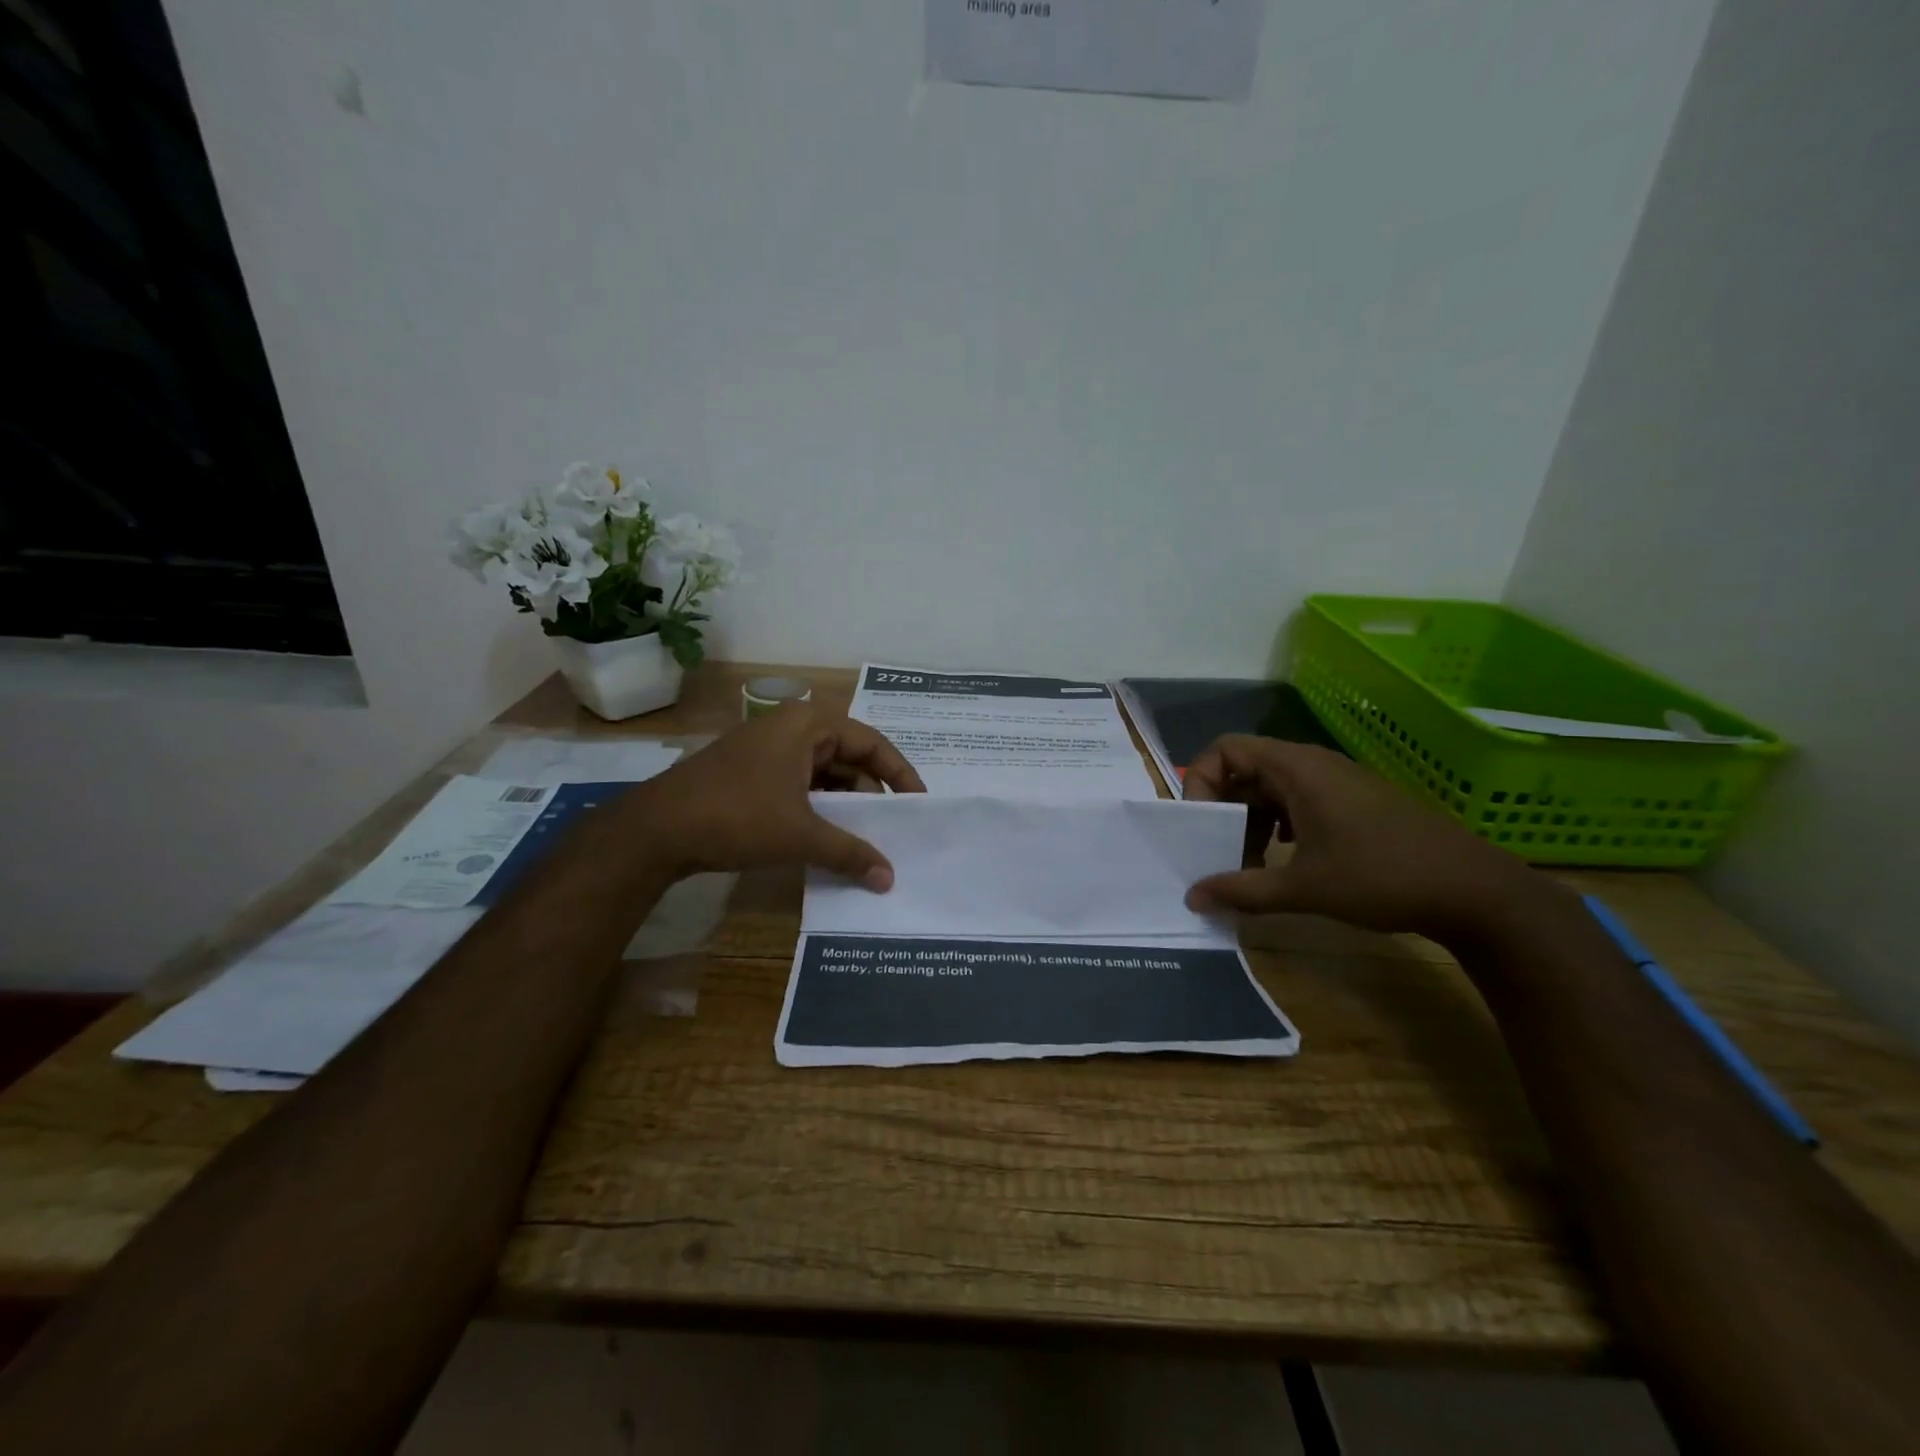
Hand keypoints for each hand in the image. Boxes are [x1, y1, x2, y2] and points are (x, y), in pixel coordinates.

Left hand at [635, 702, 925, 887]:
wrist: (655, 829)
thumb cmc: (736, 816)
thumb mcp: (800, 834)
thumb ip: (849, 852)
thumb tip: (888, 878)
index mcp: (808, 724)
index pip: (872, 743)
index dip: (900, 774)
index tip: (918, 805)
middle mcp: (791, 727)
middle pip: (848, 757)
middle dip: (871, 794)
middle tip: (892, 828)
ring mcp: (768, 749)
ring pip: (824, 773)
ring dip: (844, 804)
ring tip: (864, 839)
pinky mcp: (752, 772)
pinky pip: (801, 784)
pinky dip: (818, 808)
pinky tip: (827, 837)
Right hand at [1182, 735, 1542, 941]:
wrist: (1474, 891)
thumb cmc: (1381, 877)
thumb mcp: (1304, 888)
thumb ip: (1242, 890)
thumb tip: (1192, 897)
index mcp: (1297, 769)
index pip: (1226, 749)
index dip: (1200, 780)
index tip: (1199, 824)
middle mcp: (1313, 765)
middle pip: (1244, 770)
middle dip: (1222, 810)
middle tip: (1216, 852)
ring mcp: (1336, 783)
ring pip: (1270, 789)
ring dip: (1249, 823)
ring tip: (1248, 866)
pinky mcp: (1352, 803)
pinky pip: (1296, 802)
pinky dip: (1276, 827)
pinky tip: (1282, 861)